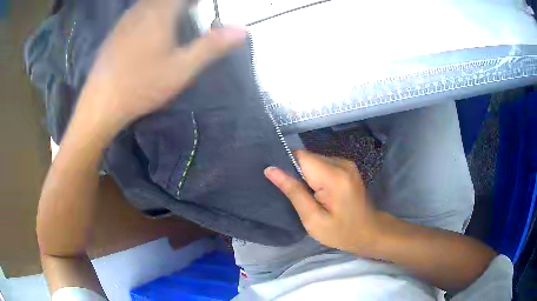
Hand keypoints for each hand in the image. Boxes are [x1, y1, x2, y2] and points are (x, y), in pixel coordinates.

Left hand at [78, 0, 245, 131]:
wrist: (100, 104)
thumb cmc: (141, 86)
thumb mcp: (182, 69)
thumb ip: (211, 46)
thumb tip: (242, 29)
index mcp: (161, 13)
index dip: (198, 2)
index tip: (205, 9)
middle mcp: (143, 9)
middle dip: (185, 5)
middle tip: (195, 14)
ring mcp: (127, 19)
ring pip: (152, 2)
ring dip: (168, 8)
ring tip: (179, 20)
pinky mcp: (117, 30)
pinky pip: (140, 11)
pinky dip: (153, 12)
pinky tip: (153, 30)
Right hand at [265, 150, 384, 256]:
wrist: (370, 232)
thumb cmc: (341, 232)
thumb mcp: (313, 219)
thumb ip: (293, 192)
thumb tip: (271, 170)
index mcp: (334, 176)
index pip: (301, 156)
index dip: (287, 166)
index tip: (282, 184)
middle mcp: (342, 163)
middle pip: (308, 157)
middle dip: (297, 173)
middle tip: (297, 196)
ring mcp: (347, 163)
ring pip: (314, 160)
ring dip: (307, 175)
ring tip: (309, 197)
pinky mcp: (348, 167)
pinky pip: (323, 164)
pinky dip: (316, 175)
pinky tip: (319, 193)